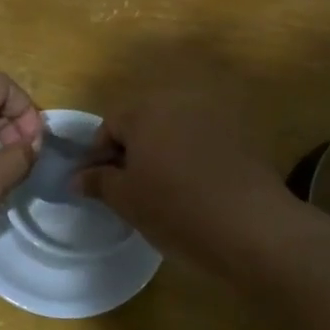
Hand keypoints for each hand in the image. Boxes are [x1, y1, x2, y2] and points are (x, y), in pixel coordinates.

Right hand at [74, 87, 290, 268]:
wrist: (251, 226)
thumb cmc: (175, 209)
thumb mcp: (126, 200)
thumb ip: (98, 182)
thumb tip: (77, 178)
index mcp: (146, 111)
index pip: (110, 126)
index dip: (98, 155)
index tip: (98, 186)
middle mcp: (181, 102)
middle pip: (144, 122)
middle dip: (132, 151)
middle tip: (128, 189)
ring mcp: (216, 116)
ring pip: (175, 131)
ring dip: (163, 153)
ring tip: (162, 190)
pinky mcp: (243, 135)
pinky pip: (204, 142)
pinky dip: (192, 158)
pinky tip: (194, 189)